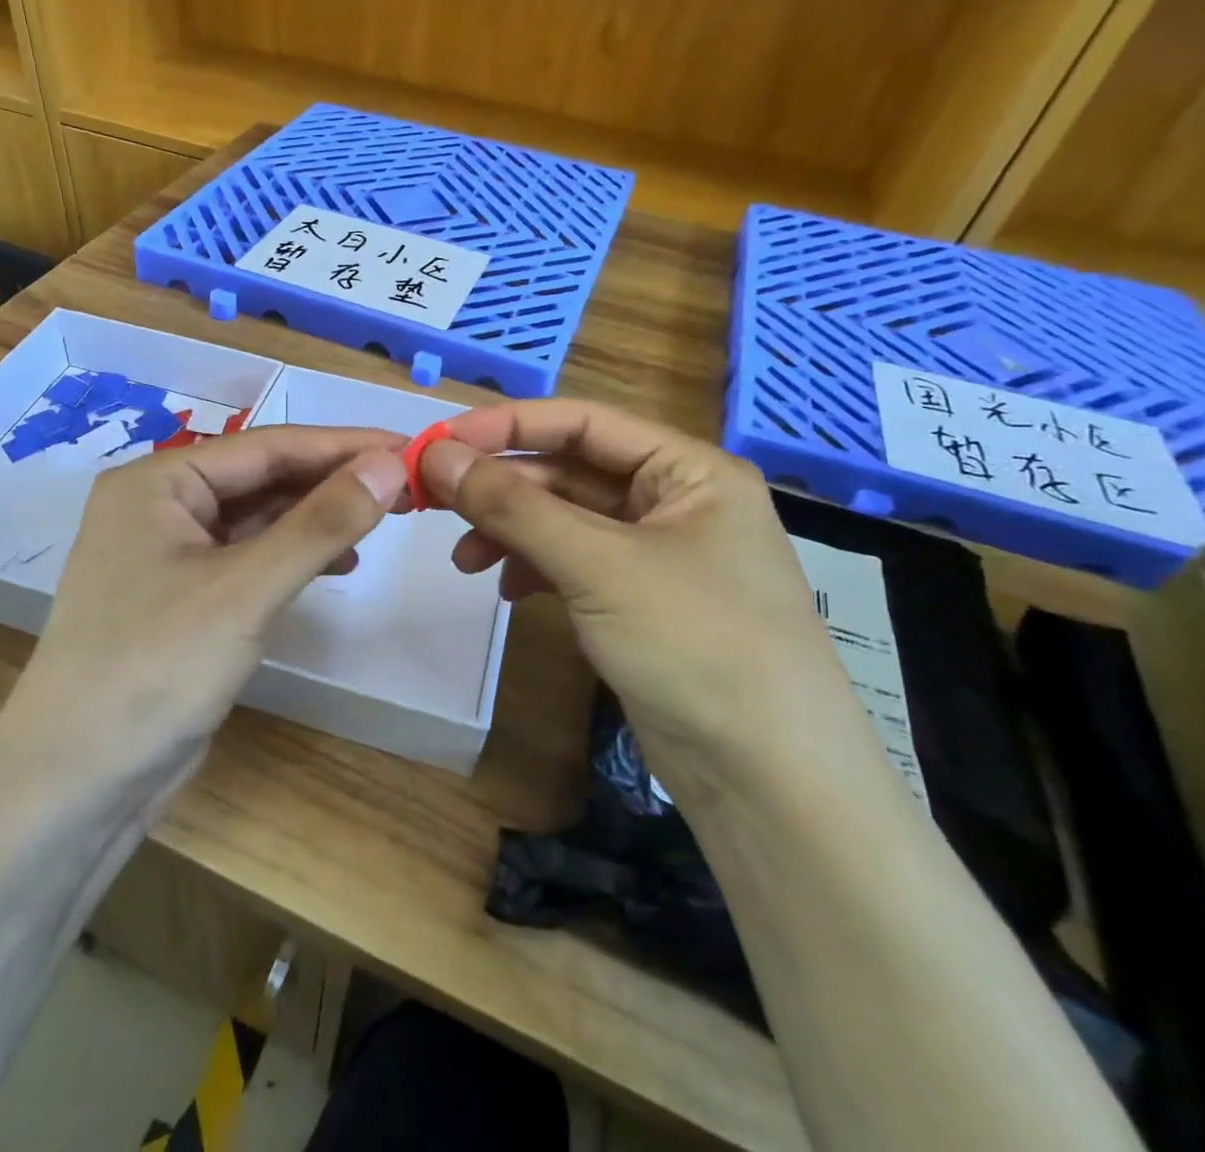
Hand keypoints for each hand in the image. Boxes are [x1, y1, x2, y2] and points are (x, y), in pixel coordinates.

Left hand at [0, 426, 408, 786]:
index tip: (409, 446)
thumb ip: (321, 522)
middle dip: (332, 481)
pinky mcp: (185, 597)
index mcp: (158, 481)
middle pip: (262, 478)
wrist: (78, 783)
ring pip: (259, 518)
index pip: (267, 446)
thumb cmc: (155, 668)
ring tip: (382, 520)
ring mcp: (170, 553)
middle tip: (407, 485)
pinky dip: (295, 556)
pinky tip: (339, 563)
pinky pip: (250, 557)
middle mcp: (160, 506)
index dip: (342, 445)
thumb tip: (390, 463)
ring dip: (318, 518)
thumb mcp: (246, 589)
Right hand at [418, 400, 857, 789]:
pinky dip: (535, 569)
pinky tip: (507, 591)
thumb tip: (436, 456)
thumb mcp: (597, 565)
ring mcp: (658, 554)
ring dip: (511, 531)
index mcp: (689, 470)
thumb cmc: (695, 645)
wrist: (769, 782)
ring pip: (566, 520)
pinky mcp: (641, 601)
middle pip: (570, 472)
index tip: (439, 442)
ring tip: (464, 561)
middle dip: (502, 487)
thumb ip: (513, 506)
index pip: (582, 422)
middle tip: (434, 501)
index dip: (507, 426)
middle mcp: (676, 501)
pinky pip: (574, 564)